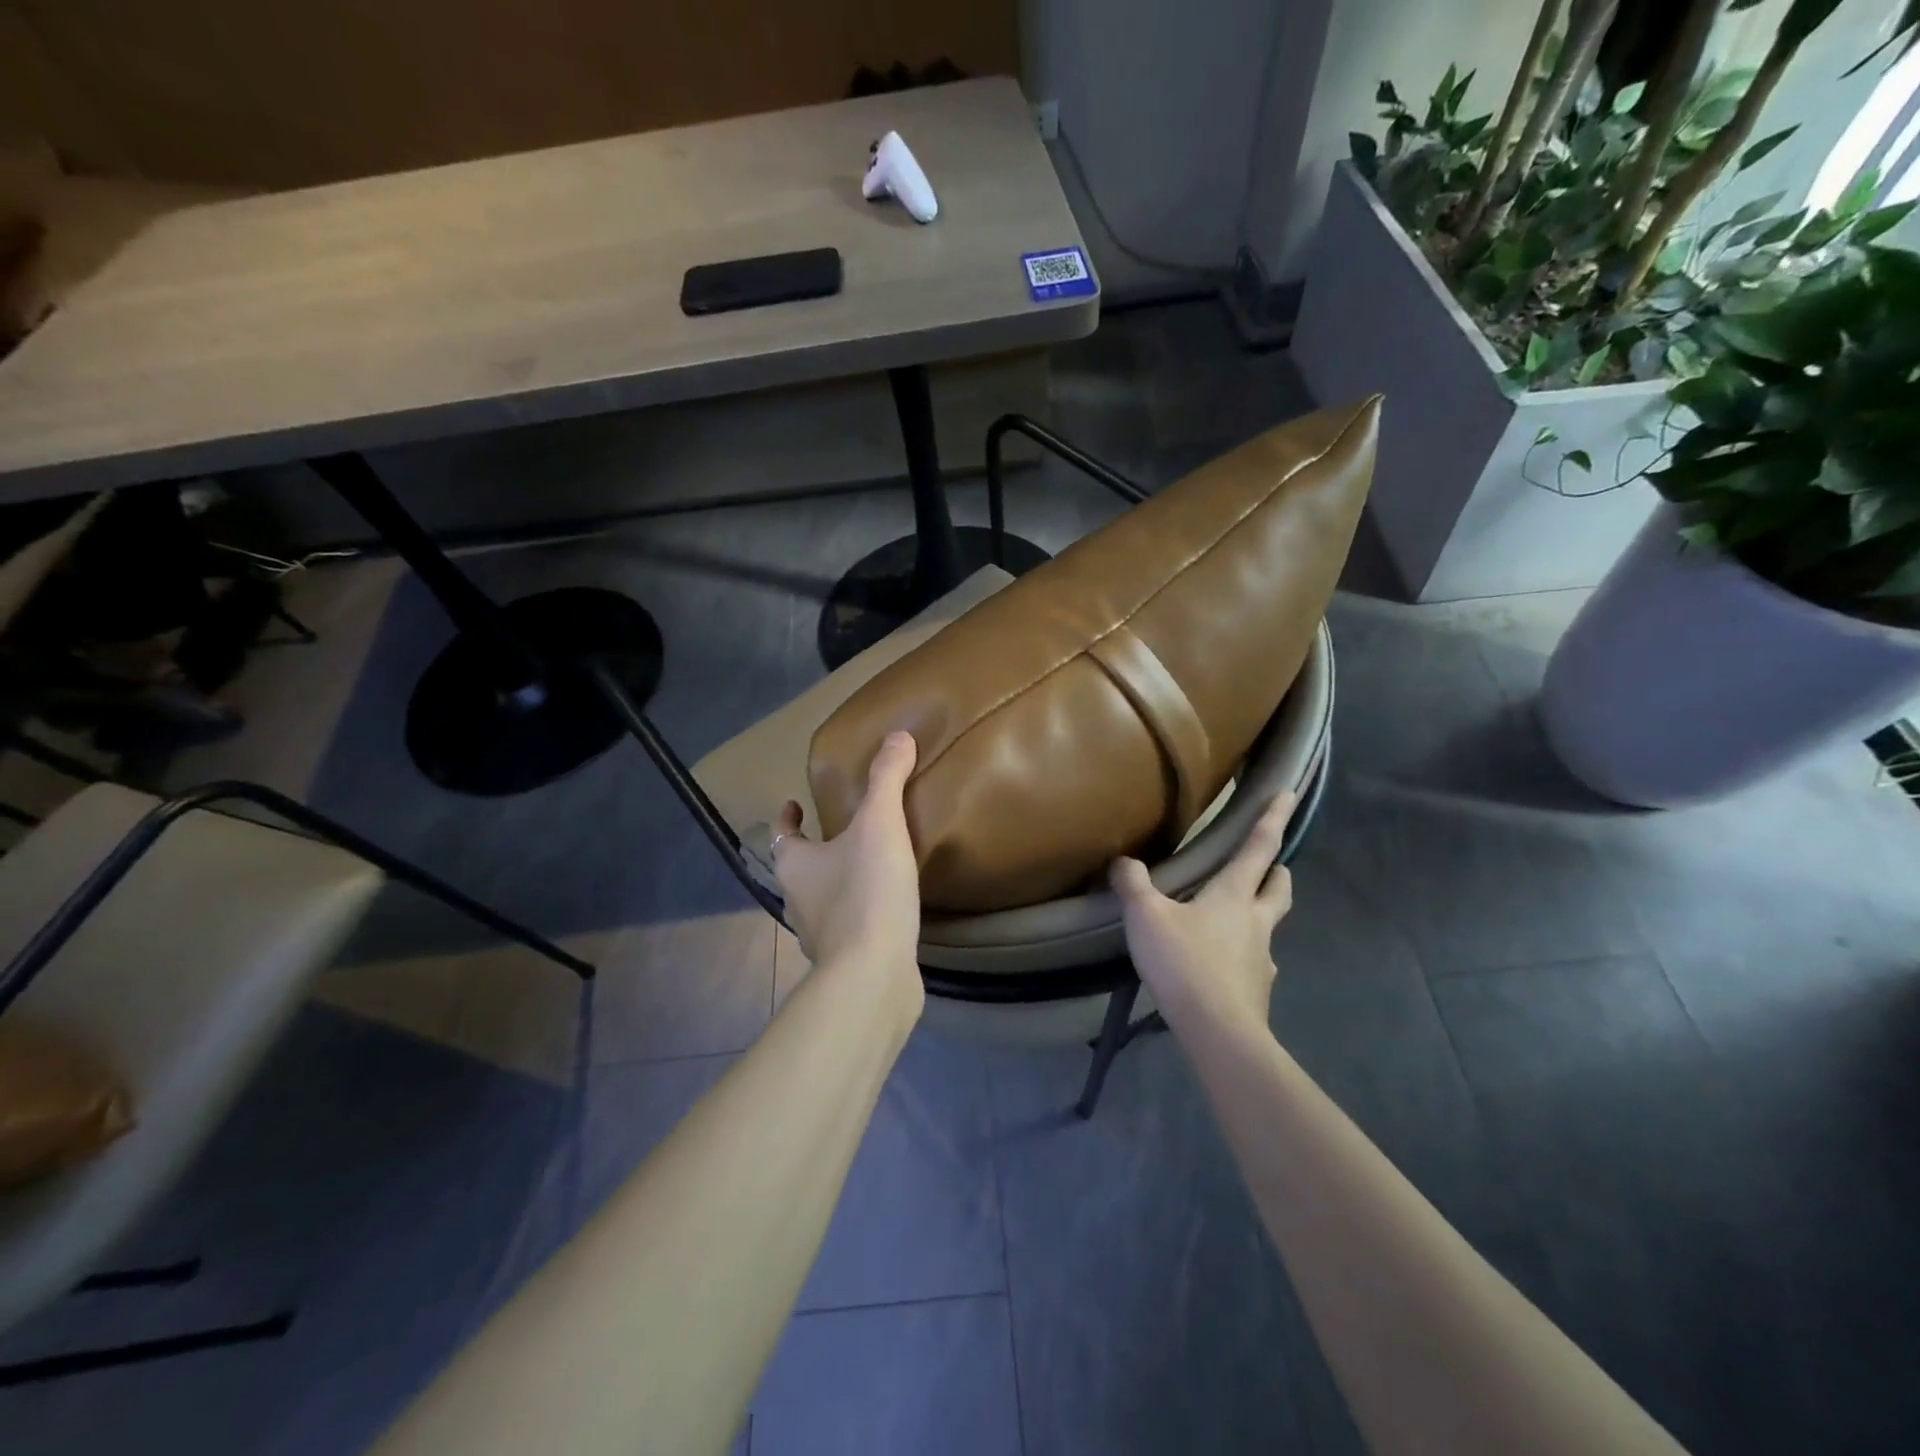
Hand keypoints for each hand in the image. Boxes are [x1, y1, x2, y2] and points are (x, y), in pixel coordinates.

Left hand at [772, 731, 923, 1005]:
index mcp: (796, 866)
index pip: (781, 836)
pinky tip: (886, 910)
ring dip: (837, 883)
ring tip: (868, 866)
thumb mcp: (880, 824)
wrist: (873, 975)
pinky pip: (848, 929)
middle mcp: (798, 901)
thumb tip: (898, 736)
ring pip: (822, 901)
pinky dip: (860, 915)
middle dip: (814, 850)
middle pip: (799, 868)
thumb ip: (887, 779)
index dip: (787, 818)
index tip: (794, 803)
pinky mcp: (845, 962)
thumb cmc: (866, 892)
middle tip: (841, 831)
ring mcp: (819, 937)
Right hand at [1110, 792, 1296, 1035]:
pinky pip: (1254, 963)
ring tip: (1234, 919)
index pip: (1259, 847)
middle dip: (1277, 871)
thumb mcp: (1146, 916)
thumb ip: (1133, 884)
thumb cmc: (1184, 962)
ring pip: (1268, 926)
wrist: (1218, 1031)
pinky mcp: (1257, 990)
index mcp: (1234, 895)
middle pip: (1279, 887)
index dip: (1273, 818)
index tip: (1289, 793)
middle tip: (1268, 865)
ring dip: (1259, 915)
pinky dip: (1243, 955)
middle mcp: (1256, 922)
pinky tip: (1222, 965)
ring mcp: (1262, 958)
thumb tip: (1123, 862)